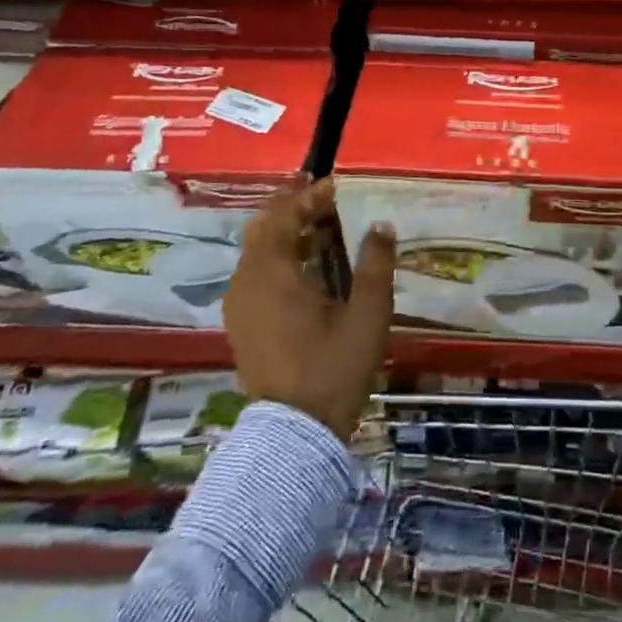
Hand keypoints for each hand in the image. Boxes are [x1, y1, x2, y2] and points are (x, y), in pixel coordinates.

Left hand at [224, 175, 394, 438]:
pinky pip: (255, 273)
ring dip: (284, 231)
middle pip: (263, 227)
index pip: (284, 216)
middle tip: (319, 193)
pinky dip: (277, 256)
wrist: (294, 435)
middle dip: (290, 206)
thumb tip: (381, 225)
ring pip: (257, 250)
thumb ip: (376, 264)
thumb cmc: (333, 368)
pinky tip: (305, 264)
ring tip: (318, 225)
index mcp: (272, 273)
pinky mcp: (242, 324)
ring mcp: (240, 304)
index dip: (309, 197)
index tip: (335, 186)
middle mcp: (247, 281)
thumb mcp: (367, 314)